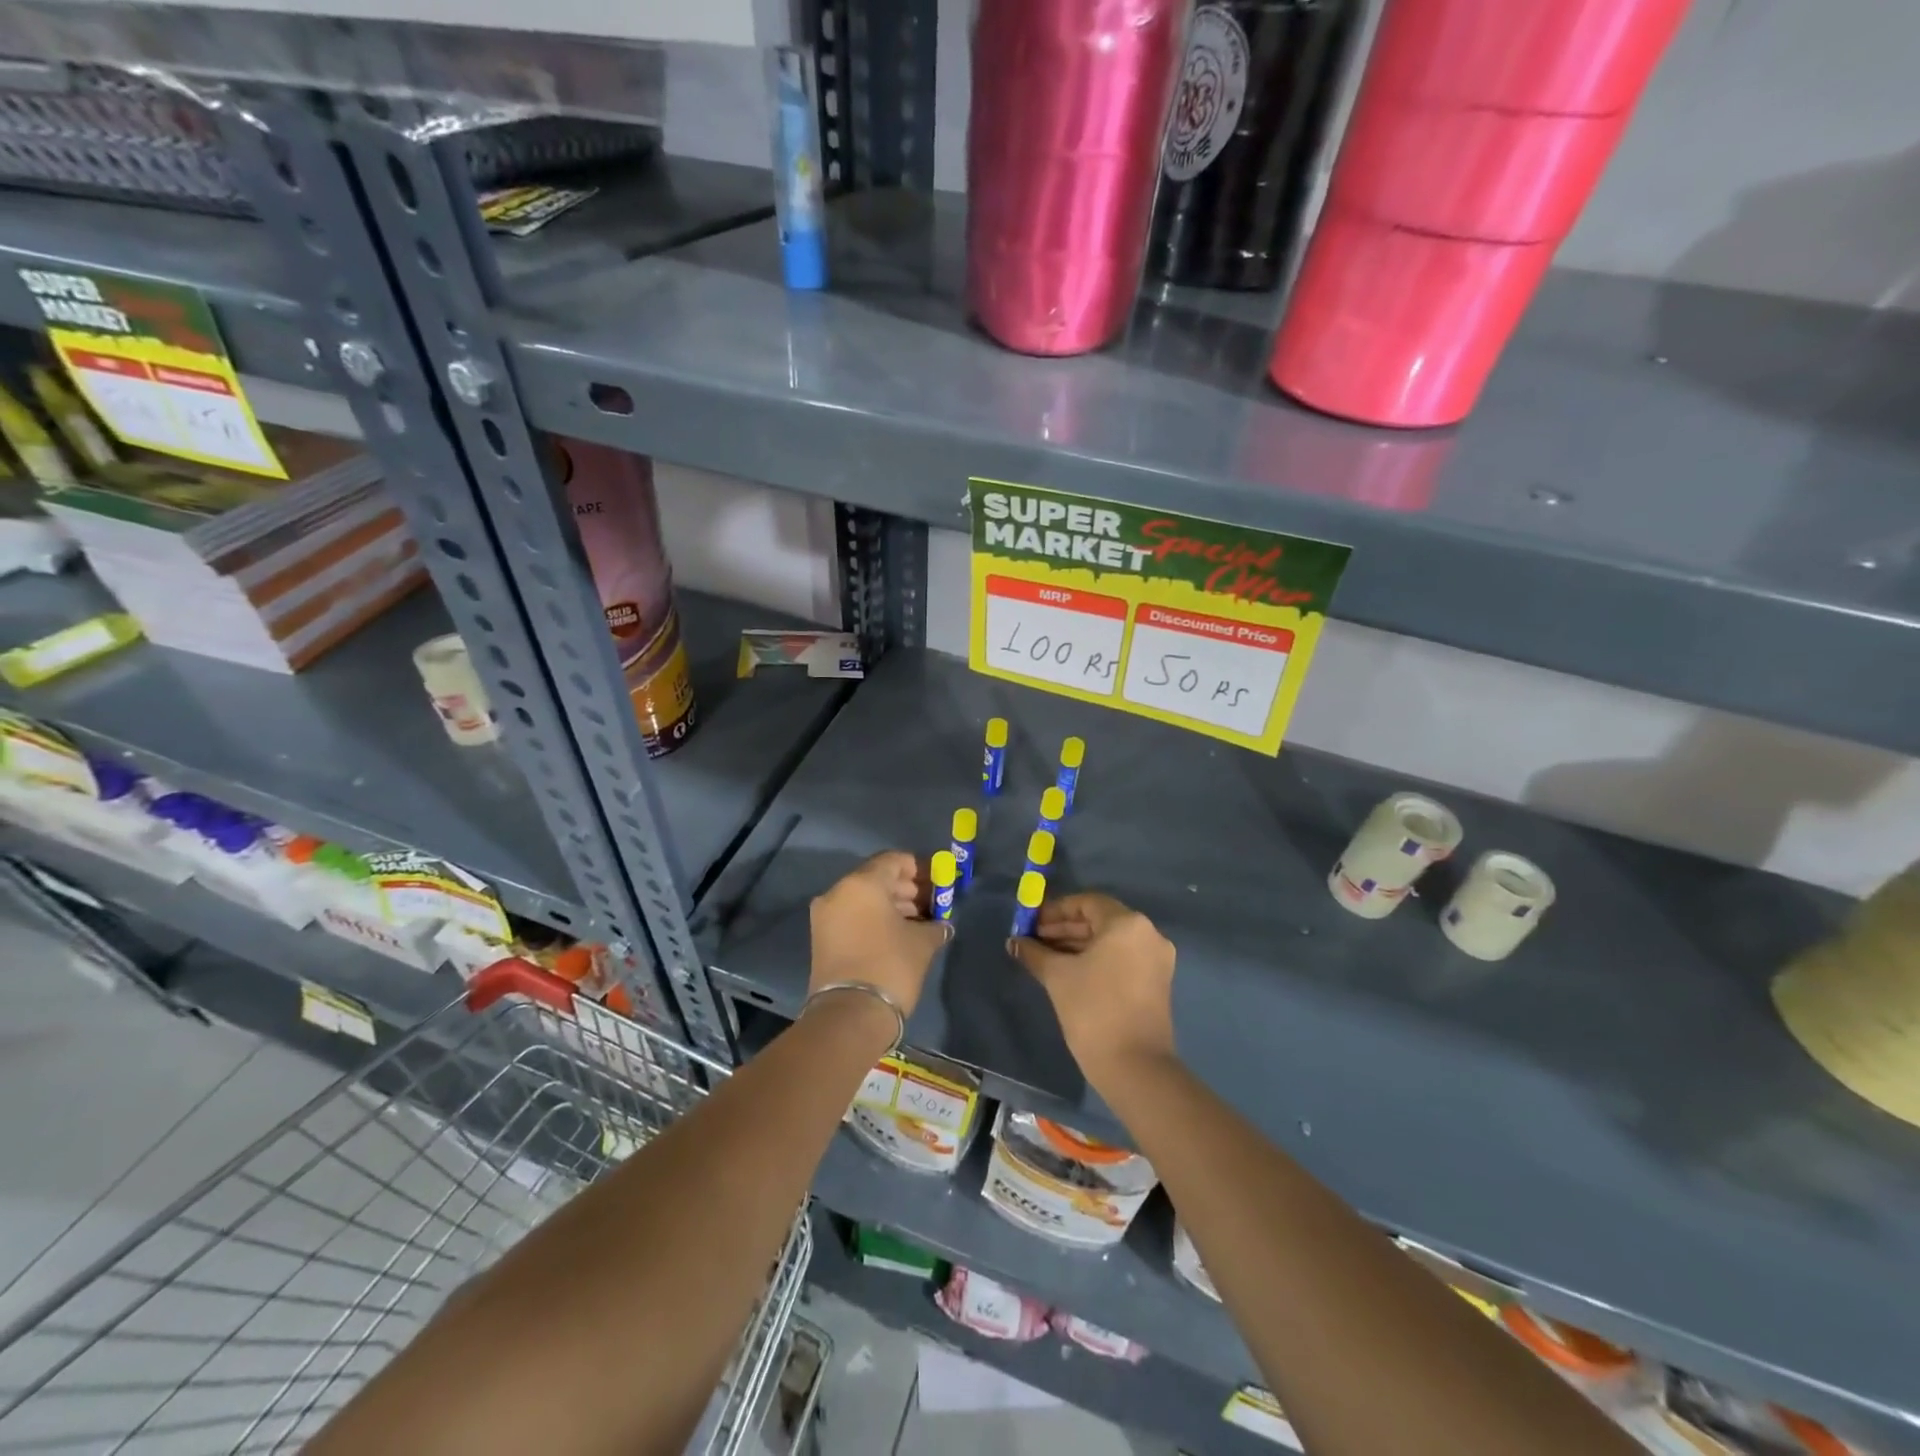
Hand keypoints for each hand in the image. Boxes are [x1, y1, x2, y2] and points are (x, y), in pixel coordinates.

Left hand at [808, 851, 951, 1017]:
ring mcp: (825, 915)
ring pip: (864, 898)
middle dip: (906, 888)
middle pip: (877, 878)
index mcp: (862, 883)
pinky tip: (898, 934)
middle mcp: (838, 892)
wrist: (850, 1015)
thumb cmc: (891, 966)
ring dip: (891, 905)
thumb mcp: (922, 943)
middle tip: (931, 904)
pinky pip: (853, 915)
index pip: (894, 860)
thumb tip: (942, 925)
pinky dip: (874, 918)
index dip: (919, 868)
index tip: (938, 882)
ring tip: (919, 922)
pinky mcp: (821, 937)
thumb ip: (935, 925)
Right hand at [1009, 893, 1176, 1091]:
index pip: (1086, 903)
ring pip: (1110, 942)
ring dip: (1078, 945)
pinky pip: (1121, 959)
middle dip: (1064, 929)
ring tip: (1045, 957)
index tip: (1031, 923)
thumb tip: (1014, 942)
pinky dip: (1096, 960)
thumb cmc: (1093, 1010)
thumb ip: (1035, 953)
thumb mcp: (1058, 977)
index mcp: (1127, 923)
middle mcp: (1148, 934)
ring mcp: (1156, 960)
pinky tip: (1069, 972)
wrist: (1135, 1067)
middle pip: (1099, 921)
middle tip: (1034, 940)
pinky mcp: (1157, 983)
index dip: (1055, 910)